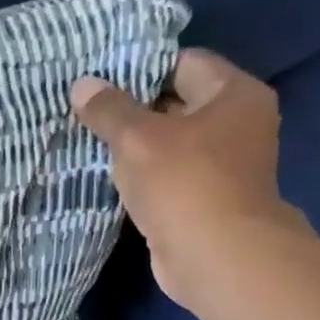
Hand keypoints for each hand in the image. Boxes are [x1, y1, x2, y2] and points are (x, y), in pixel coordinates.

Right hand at [71, 49, 309, 309]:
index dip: (140, 69)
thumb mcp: (137, 138)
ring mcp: (224, 164)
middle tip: (86, 112)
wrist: (214, 256)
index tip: (99, 82)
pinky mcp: (205, 198)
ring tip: (89, 143)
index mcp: (235, 94)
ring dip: (133, 147)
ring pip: (168, 143)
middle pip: (176, 103)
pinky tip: (108, 178)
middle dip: (132, 109)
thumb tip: (82, 84)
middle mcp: (237, 123)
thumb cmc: (183, 183)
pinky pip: (167, 175)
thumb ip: (108, 109)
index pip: (183, 63)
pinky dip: (141, 176)